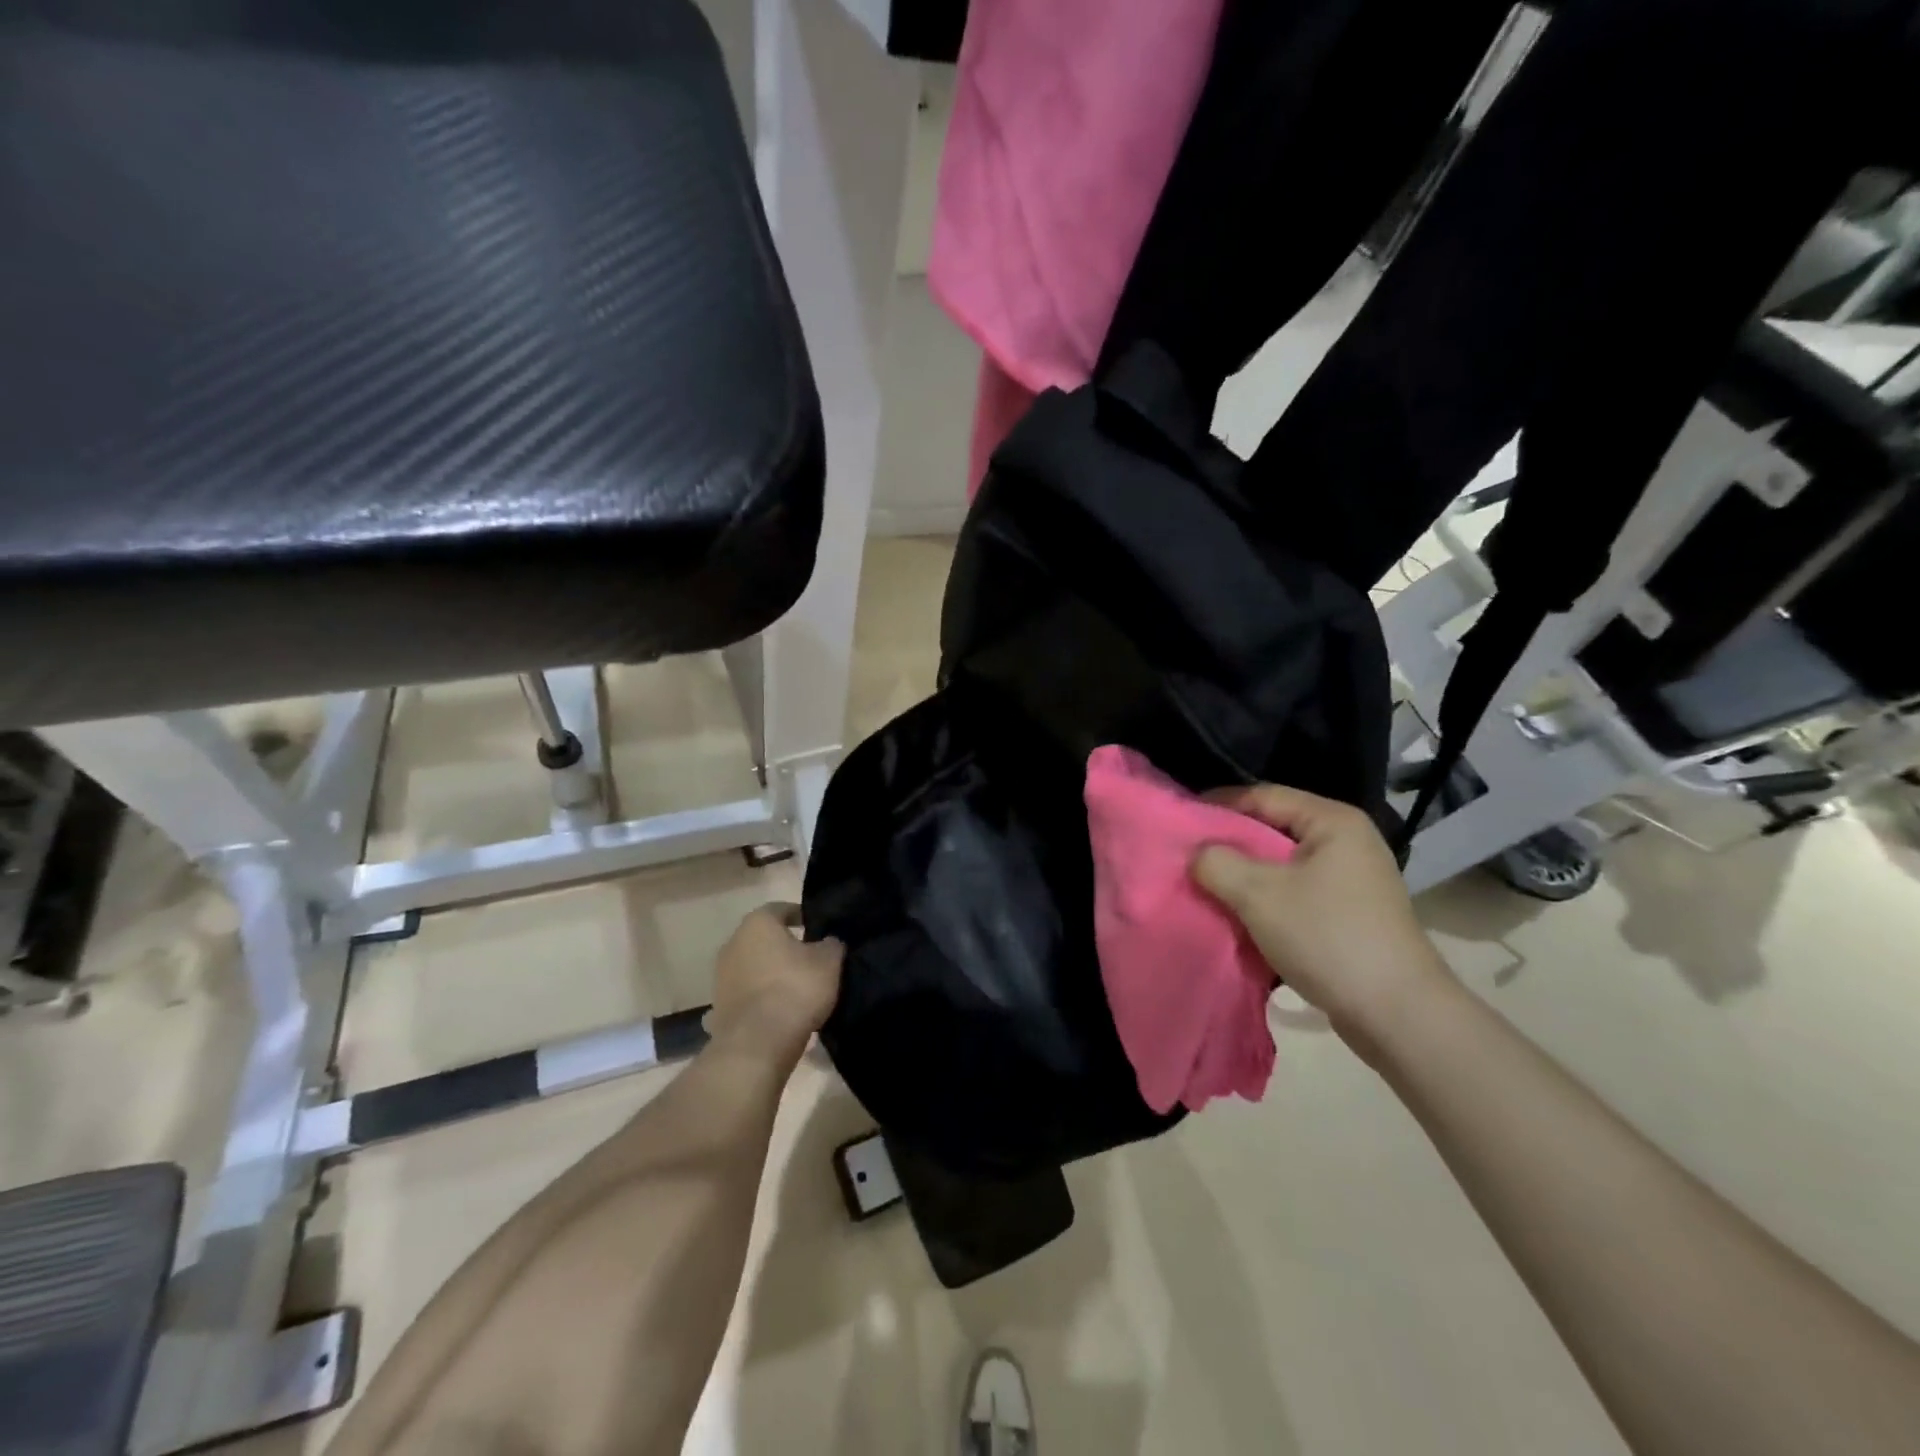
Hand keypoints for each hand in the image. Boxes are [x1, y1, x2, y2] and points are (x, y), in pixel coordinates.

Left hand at [707, 905, 842, 1061]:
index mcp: (758, 923)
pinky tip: (780, 1010)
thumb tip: (828, 942)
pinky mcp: (719, 1007)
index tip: (816, 926)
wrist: (757, 1044)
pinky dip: (761, 998)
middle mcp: (733, 943)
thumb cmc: (795, 989)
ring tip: (796, 987)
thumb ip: (830, 945)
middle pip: (763, 938)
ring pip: (753, 966)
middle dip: (784, 946)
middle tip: (809, 957)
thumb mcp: (829, 961)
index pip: (781, 909)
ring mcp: (721, 977)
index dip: (800, 915)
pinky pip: (747, 994)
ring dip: (770, 973)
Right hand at [1191, 785, 1452, 1059]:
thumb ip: (1216, 863)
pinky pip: (1295, 894)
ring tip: (1206, 889)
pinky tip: (1239, 919)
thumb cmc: (1327, 937)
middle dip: (1229, 845)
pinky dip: (1266, 902)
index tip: (1180, 822)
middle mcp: (1346, 842)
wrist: (1398, 1015)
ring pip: (1281, 866)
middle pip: (1272, 830)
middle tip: (1187, 858)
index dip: (1218, 805)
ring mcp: (1351, 881)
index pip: (1263, 795)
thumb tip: (1198, 854)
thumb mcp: (1258, 894)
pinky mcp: (1349, 915)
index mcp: (1332, 822)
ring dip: (1244, 878)